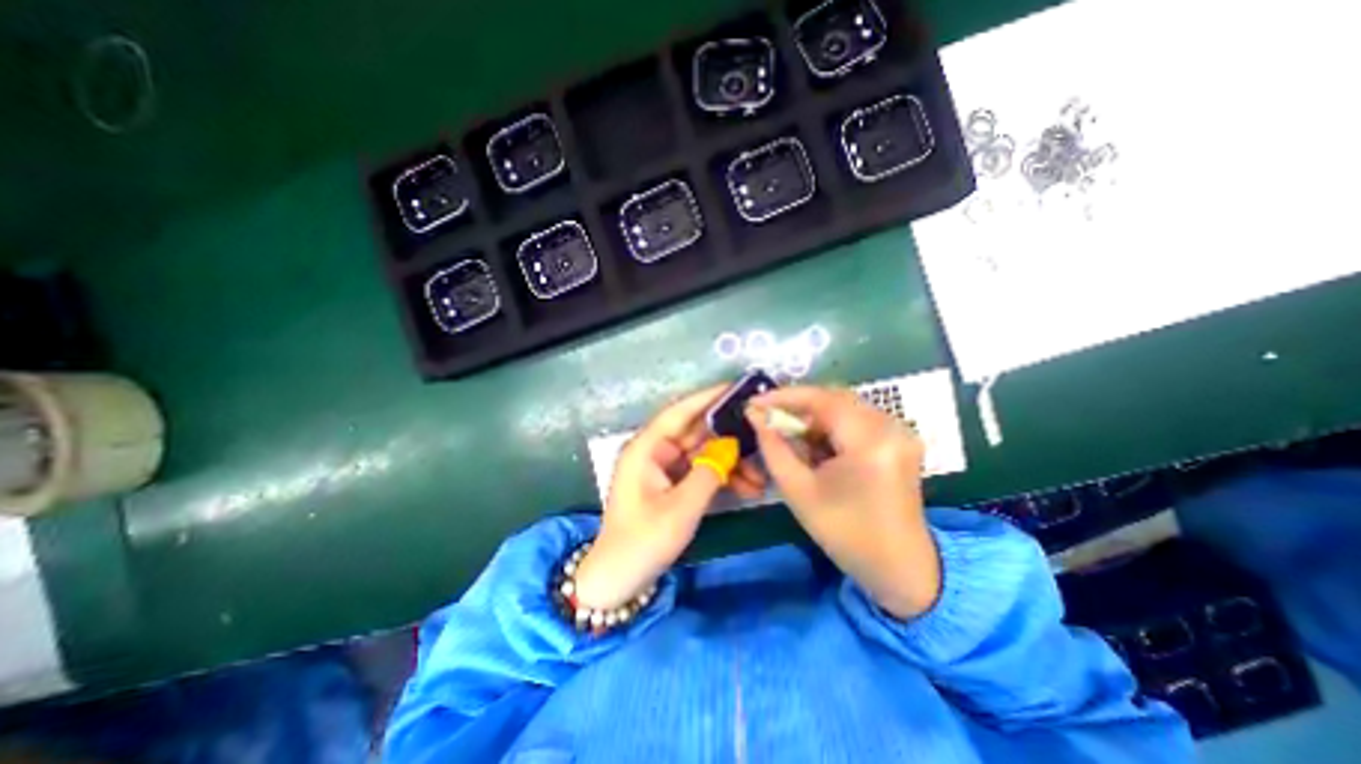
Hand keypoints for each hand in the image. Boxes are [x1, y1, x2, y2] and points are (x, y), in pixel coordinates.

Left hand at [570, 387, 763, 609]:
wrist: (620, 580)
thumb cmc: (644, 541)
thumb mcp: (681, 507)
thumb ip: (709, 472)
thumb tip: (731, 446)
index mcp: (646, 448)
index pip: (679, 412)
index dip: (707, 398)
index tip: (736, 389)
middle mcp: (654, 451)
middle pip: (696, 433)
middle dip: (728, 437)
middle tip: (761, 432)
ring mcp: (663, 468)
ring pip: (702, 454)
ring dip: (730, 462)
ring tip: (761, 476)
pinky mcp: (671, 484)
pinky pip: (700, 471)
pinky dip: (721, 477)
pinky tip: (747, 487)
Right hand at [748, 388, 942, 620]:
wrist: (901, 567)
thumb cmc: (845, 534)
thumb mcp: (798, 491)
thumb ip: (773, 447)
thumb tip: (754, 414)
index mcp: (870, 441)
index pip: (822, 399)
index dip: (785, 396)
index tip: (755, 402)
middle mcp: (891, 427)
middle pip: (834, 397)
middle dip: (798, 406)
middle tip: (770, 418)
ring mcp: (900, 431)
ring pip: (845, 406)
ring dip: (814, 416)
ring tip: (790, 434)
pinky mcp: (900, 438)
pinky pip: (857, 418)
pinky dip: (831, 425)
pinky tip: (817, 445)